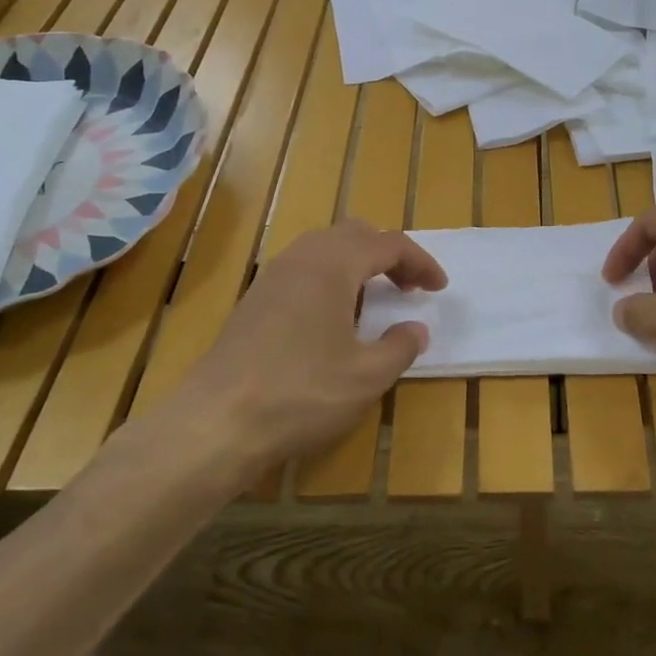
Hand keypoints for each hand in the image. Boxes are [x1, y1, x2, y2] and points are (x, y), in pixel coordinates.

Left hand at [179, 220, 445, 474]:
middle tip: (408, 287)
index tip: (439, 288)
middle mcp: (302, 258)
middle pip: (354, 233)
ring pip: (324, 248)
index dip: (421, 262)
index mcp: (333, 265)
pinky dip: (330, 278)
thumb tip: (415, 329)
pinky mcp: (254, 300)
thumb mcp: (366, 376)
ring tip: (374, 299)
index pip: (389, 244)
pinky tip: (333, 318)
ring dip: (357, 263)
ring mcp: (272, 277)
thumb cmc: (301, 393)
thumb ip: (399, 347)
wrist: (216, 422)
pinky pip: (302, 269)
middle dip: (388, 254)